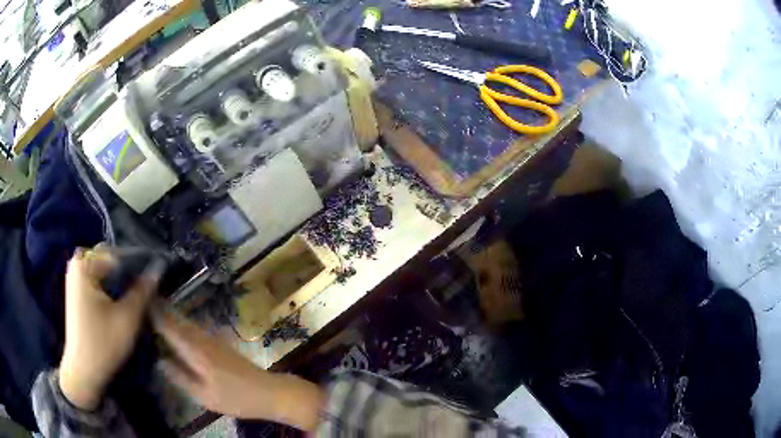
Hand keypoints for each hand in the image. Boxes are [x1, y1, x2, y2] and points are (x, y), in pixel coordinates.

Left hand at [59, 247, 158, 410]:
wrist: (84, 371)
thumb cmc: (104, 344)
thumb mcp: (127, 319)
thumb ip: (143, 291)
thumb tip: (159, 269)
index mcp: (85, 265)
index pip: (118, 254)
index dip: (139, 264)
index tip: (155, 277)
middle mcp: (77, 264)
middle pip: (109, 258)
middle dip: (127, 270)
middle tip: (145, 287)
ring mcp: (75, 277)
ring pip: (103, 268)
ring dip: (119, 278)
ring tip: (135, 294)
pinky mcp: (76, 291)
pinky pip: (96, 278)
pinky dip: (109, 285)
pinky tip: (119, 300)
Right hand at [151, 310, 323, 430]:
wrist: (269, 392)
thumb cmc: (236, 398)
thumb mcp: (204, 395)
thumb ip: (180, 377)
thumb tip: (159, 360)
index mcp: (196, 352)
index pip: (169, 328)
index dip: (154, 313)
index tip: (140, 299)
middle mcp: (203, 340)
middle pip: (178, 321)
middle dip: (160, 308)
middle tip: (143, 297)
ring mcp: (213, 339)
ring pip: (187, 322)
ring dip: (171, 313)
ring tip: (155, 306)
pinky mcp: (220, 343)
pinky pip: (195, 328)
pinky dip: (182, 322)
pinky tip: (178, 324)